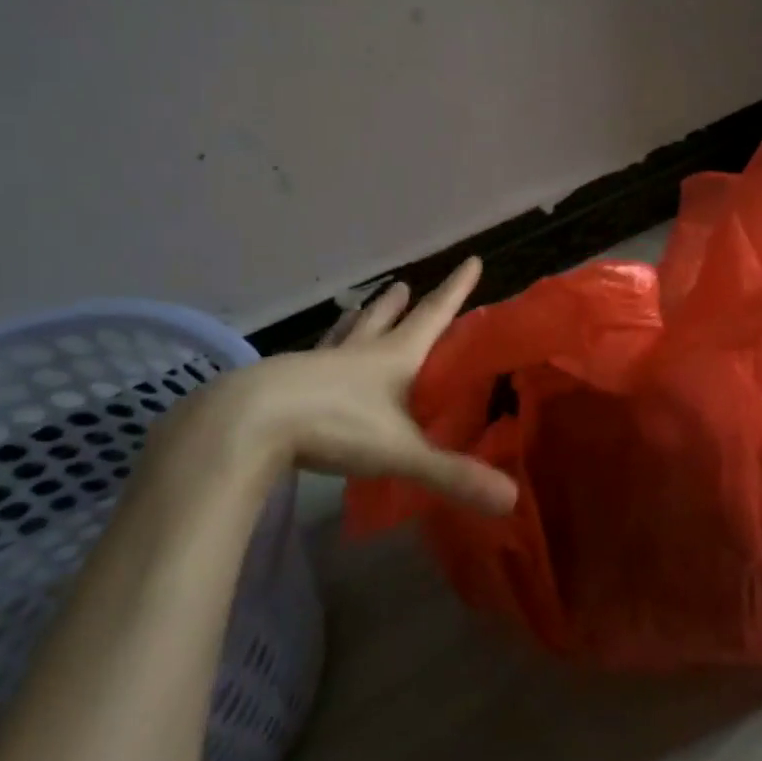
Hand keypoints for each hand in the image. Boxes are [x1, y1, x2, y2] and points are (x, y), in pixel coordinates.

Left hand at [169, 258, 517, 515]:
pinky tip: (313, 357)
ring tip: (364, 303)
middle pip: (386, 320)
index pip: (434, 316)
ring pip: (347, 333)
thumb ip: (453, 475)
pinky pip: (315, 358)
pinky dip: (323, 351)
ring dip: (361, 318)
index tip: (472, 260)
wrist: (248, 423)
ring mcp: (319, 365)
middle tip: (406, 285)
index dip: (456, 290)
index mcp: (394, 358)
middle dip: (401, 304)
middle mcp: (359, 353)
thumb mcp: (401, 452)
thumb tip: (512, 500)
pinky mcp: (287, 382)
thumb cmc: (335, 425)